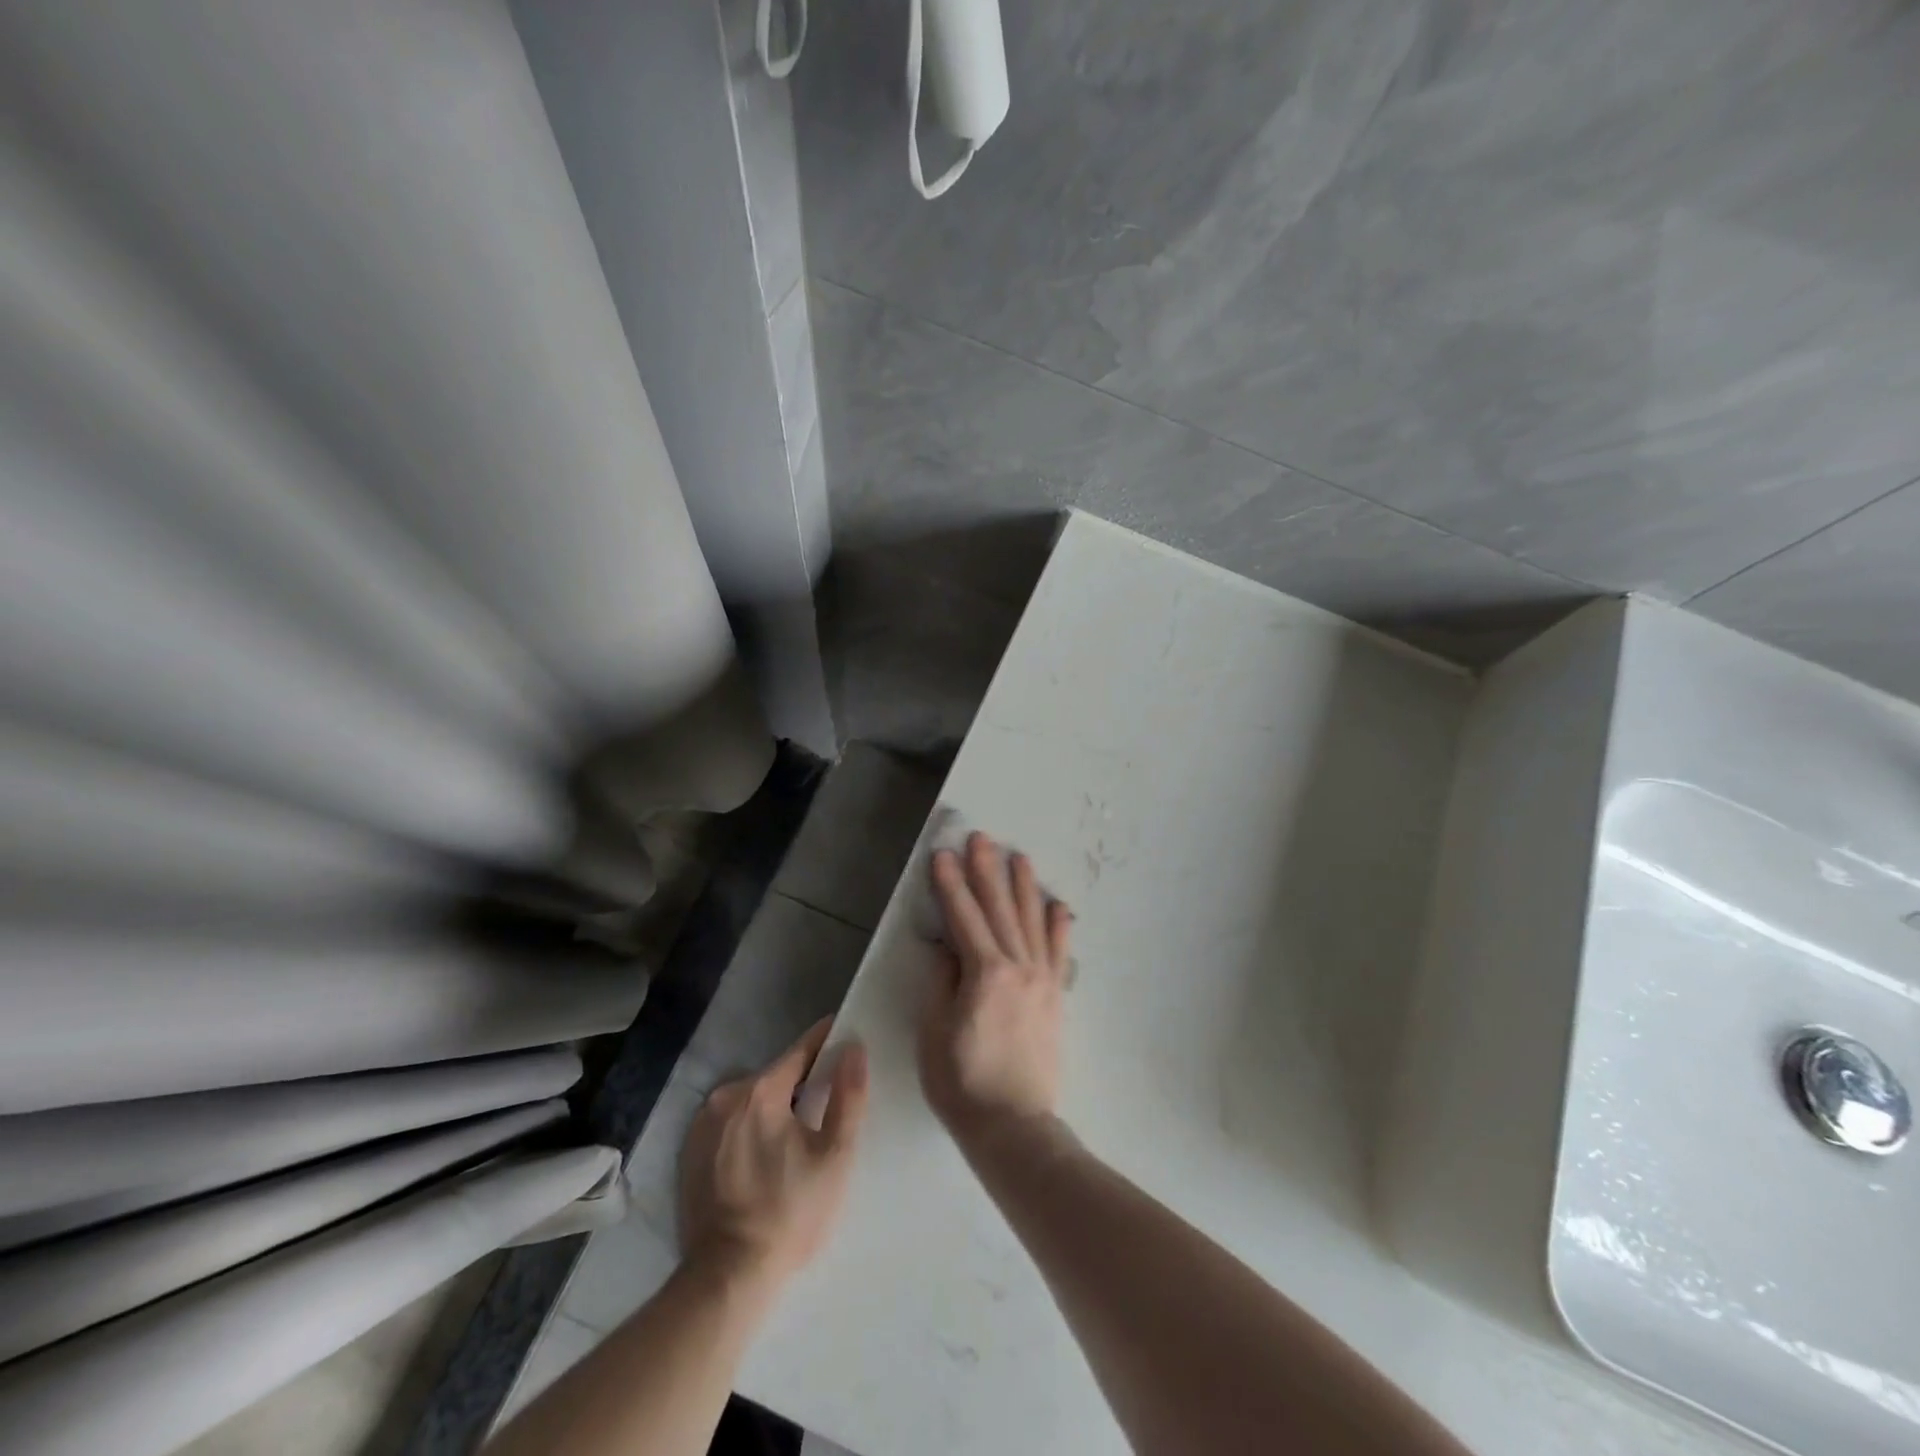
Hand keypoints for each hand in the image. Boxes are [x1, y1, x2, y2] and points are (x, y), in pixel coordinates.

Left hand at [678, 1018, 867, 1288]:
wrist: (728, 1278)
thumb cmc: (791, 1212)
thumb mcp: (834, 1155)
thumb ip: (848, 1095)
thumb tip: (854, 1048)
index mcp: (760, 1090)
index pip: (801, 1050)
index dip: (826, 1042)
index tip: (845, 1037)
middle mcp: (725, 1096)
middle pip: (775, 1076)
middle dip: (801, 1084)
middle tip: (825, 1106)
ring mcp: (701, 1124)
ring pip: (750, 1100)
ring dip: (773, 1107)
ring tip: (795, 1137)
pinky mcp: (688, 1152)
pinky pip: (729, 1123)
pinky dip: (748, 1129)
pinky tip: (763, 1159)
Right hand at [919, 831, 1073, 1149]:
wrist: (1013, 1124)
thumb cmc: (962, 1082)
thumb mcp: (934, 1032)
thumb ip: (941, 982)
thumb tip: (947, 947)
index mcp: (985, 973)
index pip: (963, 917)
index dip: (950, 884)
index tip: (942, 854)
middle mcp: (1018, 966)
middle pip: (999, 908)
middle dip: (987, 870)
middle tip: (980, 838)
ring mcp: (1042, 979)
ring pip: (1032, 921)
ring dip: (1024, 886)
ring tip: (1019, 856)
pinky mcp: (1055, 995)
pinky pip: (1059, 951)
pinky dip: (1059, 924)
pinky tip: (1058, 904)